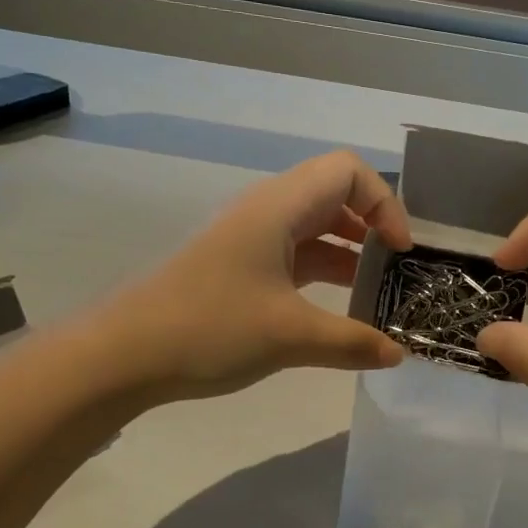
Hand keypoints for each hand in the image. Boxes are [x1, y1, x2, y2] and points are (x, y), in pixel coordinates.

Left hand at [104, 151, 410, 402]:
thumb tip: (397, 354)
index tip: (400, 251)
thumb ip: (352, 343)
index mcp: (279, 207)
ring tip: (377, 294)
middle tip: (397, 270)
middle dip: (373, 227)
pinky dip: (323, 275)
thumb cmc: (211, 328)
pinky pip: (295, 258)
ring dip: (349, 255)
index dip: (385, 203)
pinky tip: (339, 312)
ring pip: (314, 230)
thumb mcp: (290, 336)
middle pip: (334, 196)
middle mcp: (267, 212)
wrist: (126, 354)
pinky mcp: (241, 269)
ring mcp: (251, 241)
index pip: (348, 172)